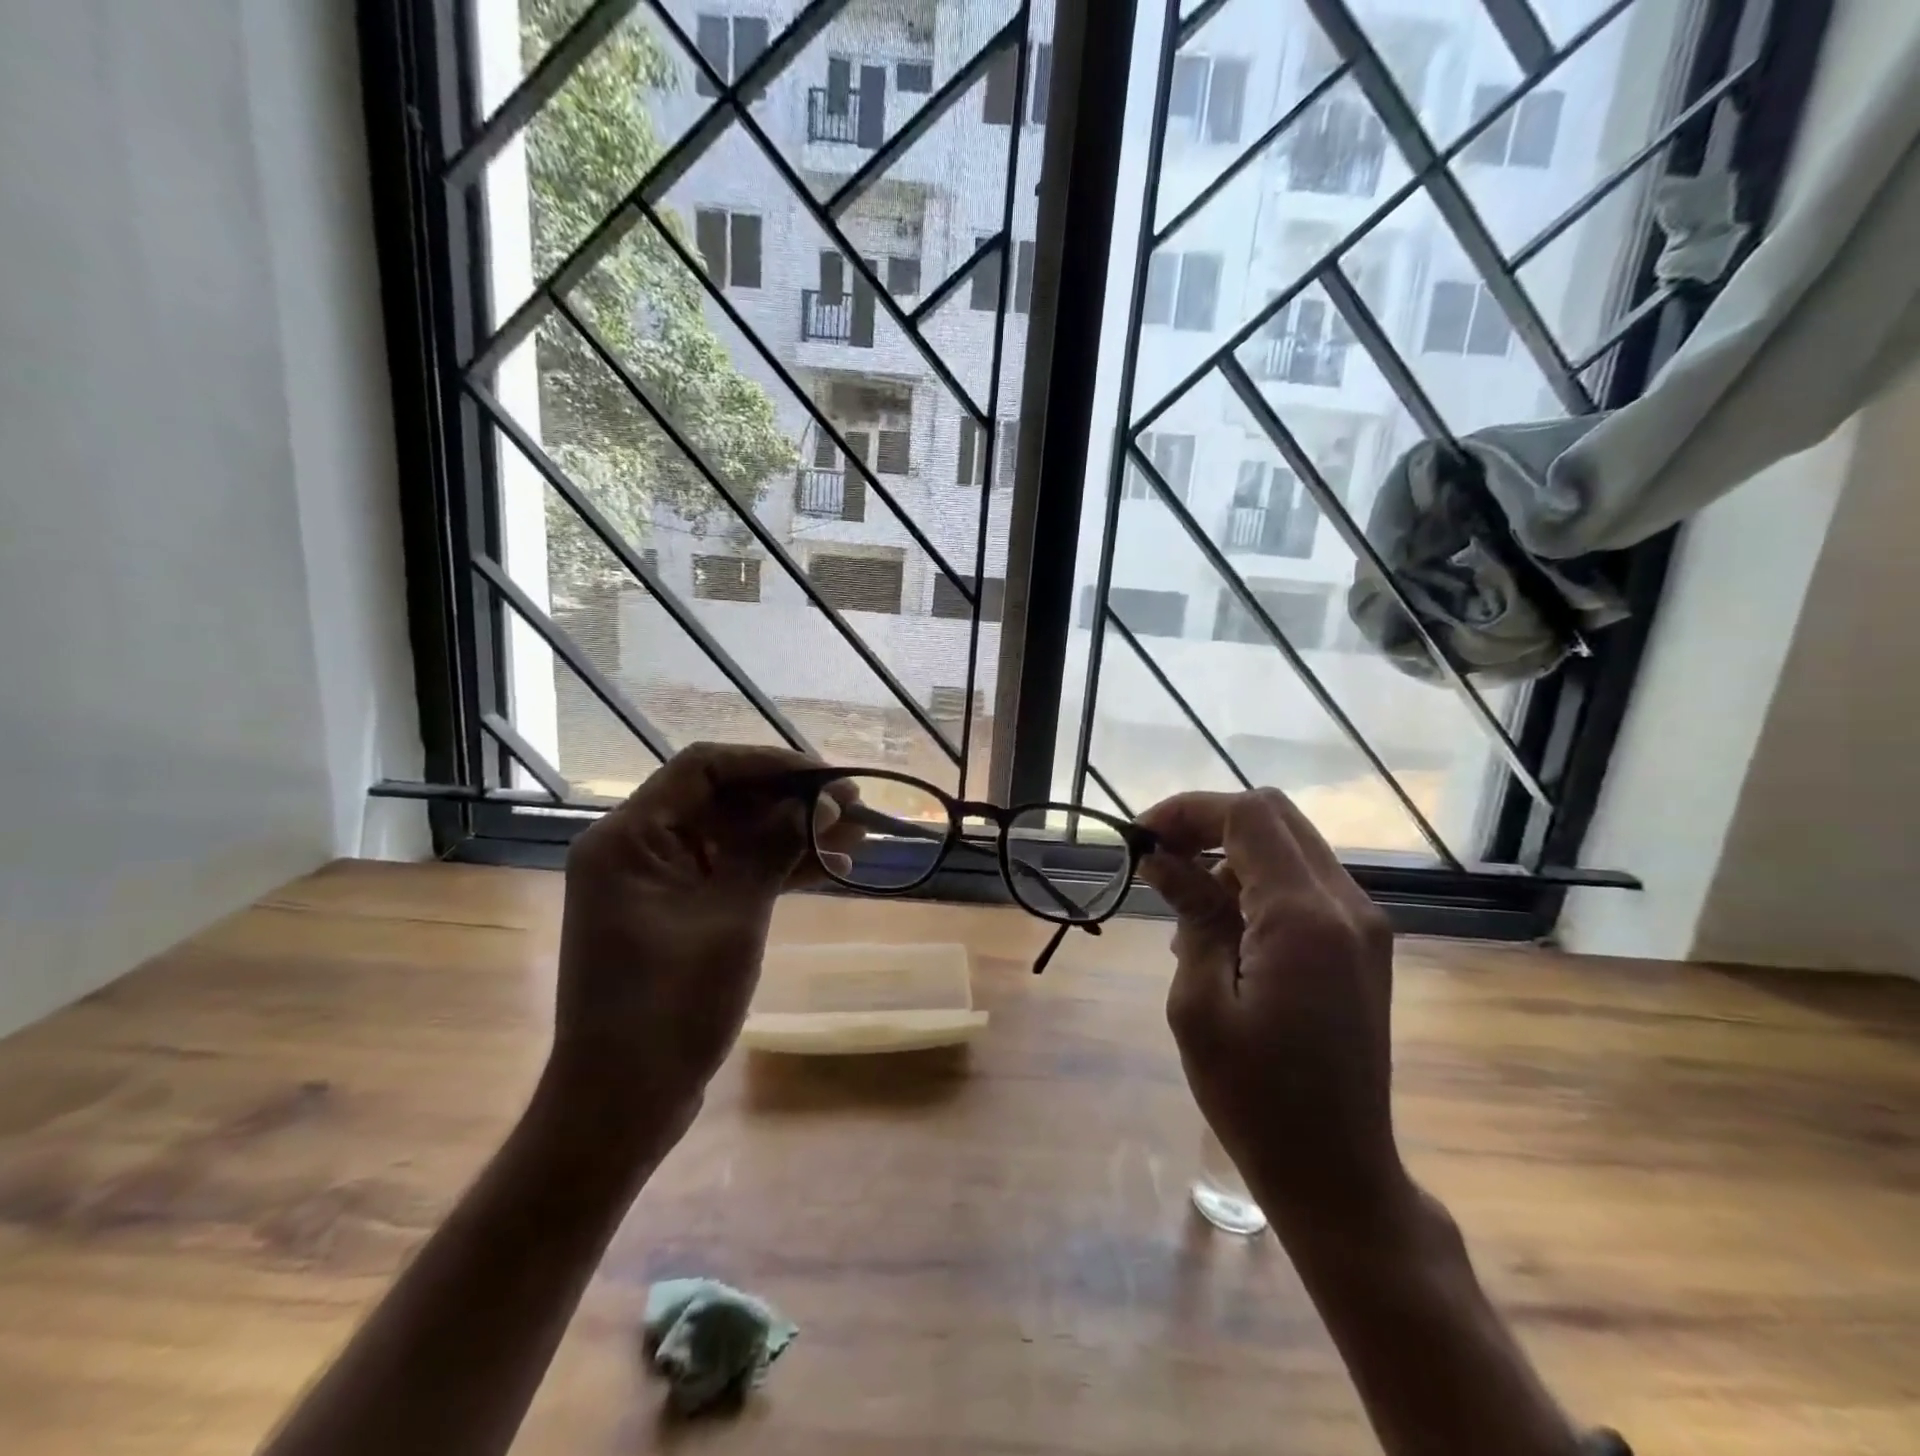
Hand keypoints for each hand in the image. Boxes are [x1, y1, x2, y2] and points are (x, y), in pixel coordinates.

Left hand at [548, 743, 858, 1154]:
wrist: (622, 1102)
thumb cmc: (669, 1008)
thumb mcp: (731, 919)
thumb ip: (772, 849)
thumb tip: (818, 802)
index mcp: (630, 838)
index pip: (705, 768)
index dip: (771, 764)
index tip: (828, 778)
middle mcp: (637, 848)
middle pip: (723, 800)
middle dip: (791, 803)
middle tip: (854, 811)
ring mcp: (657, 882)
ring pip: (733, 836)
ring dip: (790, 836)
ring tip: (854, 842)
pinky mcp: (676, 911)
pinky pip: (730, 871)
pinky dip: (774, 868)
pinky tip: (827, 872)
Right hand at [1137, 787, 1406, 1232]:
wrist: (1338, 1173)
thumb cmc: (1255, 1100)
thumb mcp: (1199, 1005)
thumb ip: (1190, 915)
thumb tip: (1162, 860)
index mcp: (1305, 919)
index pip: (1249, 816)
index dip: (1188, 811)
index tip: (1141, 839)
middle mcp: (1346, 906)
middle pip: (1274, 816)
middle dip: (1208, 823)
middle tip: (1158, 858)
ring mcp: (1362, 925)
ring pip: (1289, 845)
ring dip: (1230, 853)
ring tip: (1183, 903)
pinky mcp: (1361, 945)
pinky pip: (1302, 882)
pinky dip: (1255, 881)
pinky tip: (1221, 928)